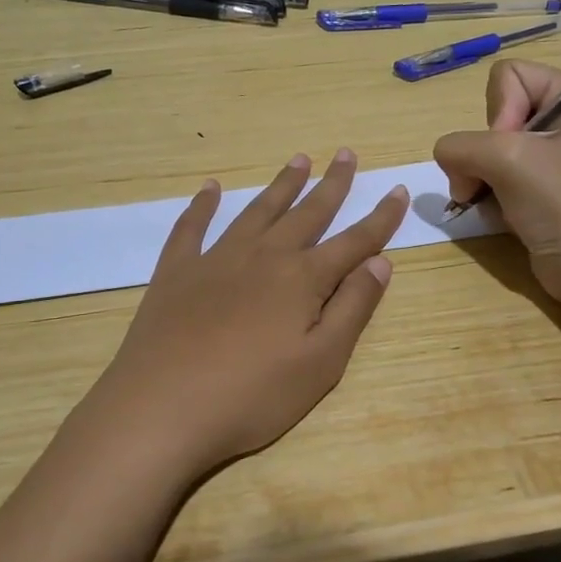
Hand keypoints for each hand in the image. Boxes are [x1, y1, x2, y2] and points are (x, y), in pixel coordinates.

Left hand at [72, 150, 407, 484]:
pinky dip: (203, 205)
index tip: (398, 190)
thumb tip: (380, 261)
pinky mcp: (177, 272)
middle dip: (332, 184)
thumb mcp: (321, 363)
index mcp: (302, 279)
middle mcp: (263, 256)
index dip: (380, 218)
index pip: (354, 241)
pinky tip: (210, 188)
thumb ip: (353, 308)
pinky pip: (192, 228)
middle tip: (347, 154)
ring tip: (299, 160)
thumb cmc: (252, 395)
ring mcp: (216, 259)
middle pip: (307, 213)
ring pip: (257, 211)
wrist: (163, 407)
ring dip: (281, 185)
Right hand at [433, 60, 560, 306]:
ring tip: (489, 202)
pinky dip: (489, 194)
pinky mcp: (542, 189)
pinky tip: (499, 215)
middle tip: (495, 180)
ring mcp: (554, 158)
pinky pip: (497, 176)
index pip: (508, 76)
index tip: (511, 149)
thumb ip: (461, 145)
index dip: (499, 111)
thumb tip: (448, 159)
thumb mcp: (509, 160)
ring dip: (480, 177)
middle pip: (495, 113)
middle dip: (484, 151)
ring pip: (488, 148)